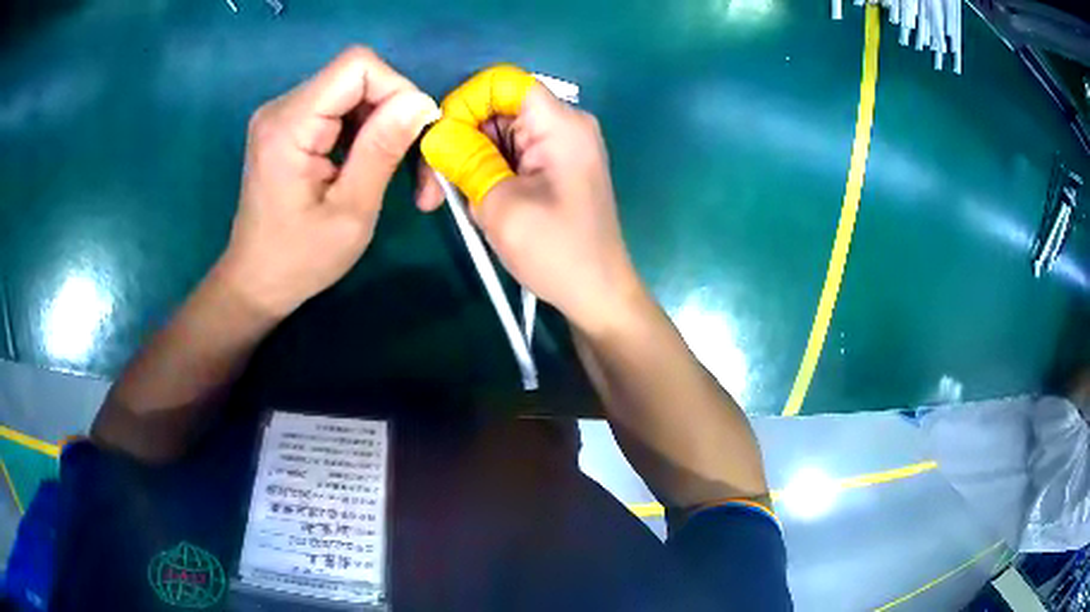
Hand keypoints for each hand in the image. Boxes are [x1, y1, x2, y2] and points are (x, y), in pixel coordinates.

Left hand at [218, 47, 438, 317]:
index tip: (418, 135)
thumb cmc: (299, 260)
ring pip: (355, 94)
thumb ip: (382, 150)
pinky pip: (341, 111)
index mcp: (289, 125)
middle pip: (359, 78)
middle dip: (397, 114)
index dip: (398, 90)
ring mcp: (285, 116)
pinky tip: (372, 165)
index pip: (357, 67)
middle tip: (418, 167)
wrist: (256, 283)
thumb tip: (421, 102)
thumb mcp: (350, 212)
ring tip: (400, 173)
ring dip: (386, 126)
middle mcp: (282, 108)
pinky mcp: (290, 127)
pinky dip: (367, 133)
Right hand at [418, 85, 644, 333]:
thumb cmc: (557, 253)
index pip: (501, 81)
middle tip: (433, 193)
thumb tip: (435, 134)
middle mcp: (563, 124)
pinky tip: (483, 208)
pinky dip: (487, 176)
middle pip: (494, 109)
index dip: (464, 103)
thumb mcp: (500, 206)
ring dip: (469, 166)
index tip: (441, 144)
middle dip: (458, 143)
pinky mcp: (553, 166)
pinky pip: (508, 155)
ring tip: (464, 209)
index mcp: (560, 124)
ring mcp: (559, 145)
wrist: (597, 294)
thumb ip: (464, 161)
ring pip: (496, 135)